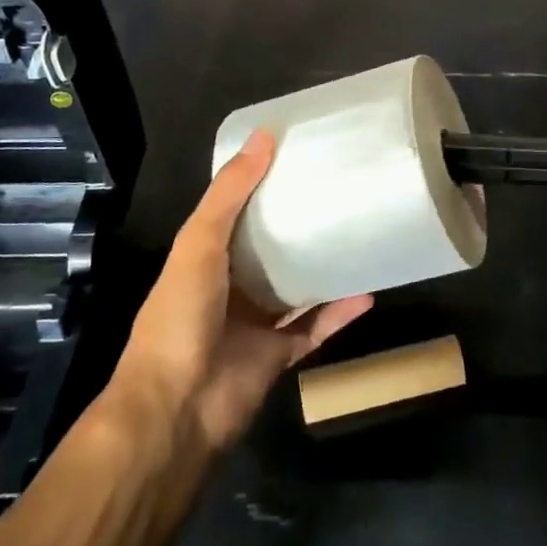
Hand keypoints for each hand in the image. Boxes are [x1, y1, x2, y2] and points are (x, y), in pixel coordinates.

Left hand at [107, 130, 372, 452]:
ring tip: (360, 236)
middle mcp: (229, 287)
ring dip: (323, 267)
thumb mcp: (198, 243)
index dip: (263, 186)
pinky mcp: (279, 356)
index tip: (299, 157)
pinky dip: (340, 312)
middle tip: (340, 193)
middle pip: (270, 250)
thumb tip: (265, 135)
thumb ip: (230, 192)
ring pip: (296, 288)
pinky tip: (369, 290)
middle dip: (299, 225)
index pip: (237, 213)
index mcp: (205, 258)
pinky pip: (316, 328)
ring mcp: (255, 324)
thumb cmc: (180, 316)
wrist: (177, 410)